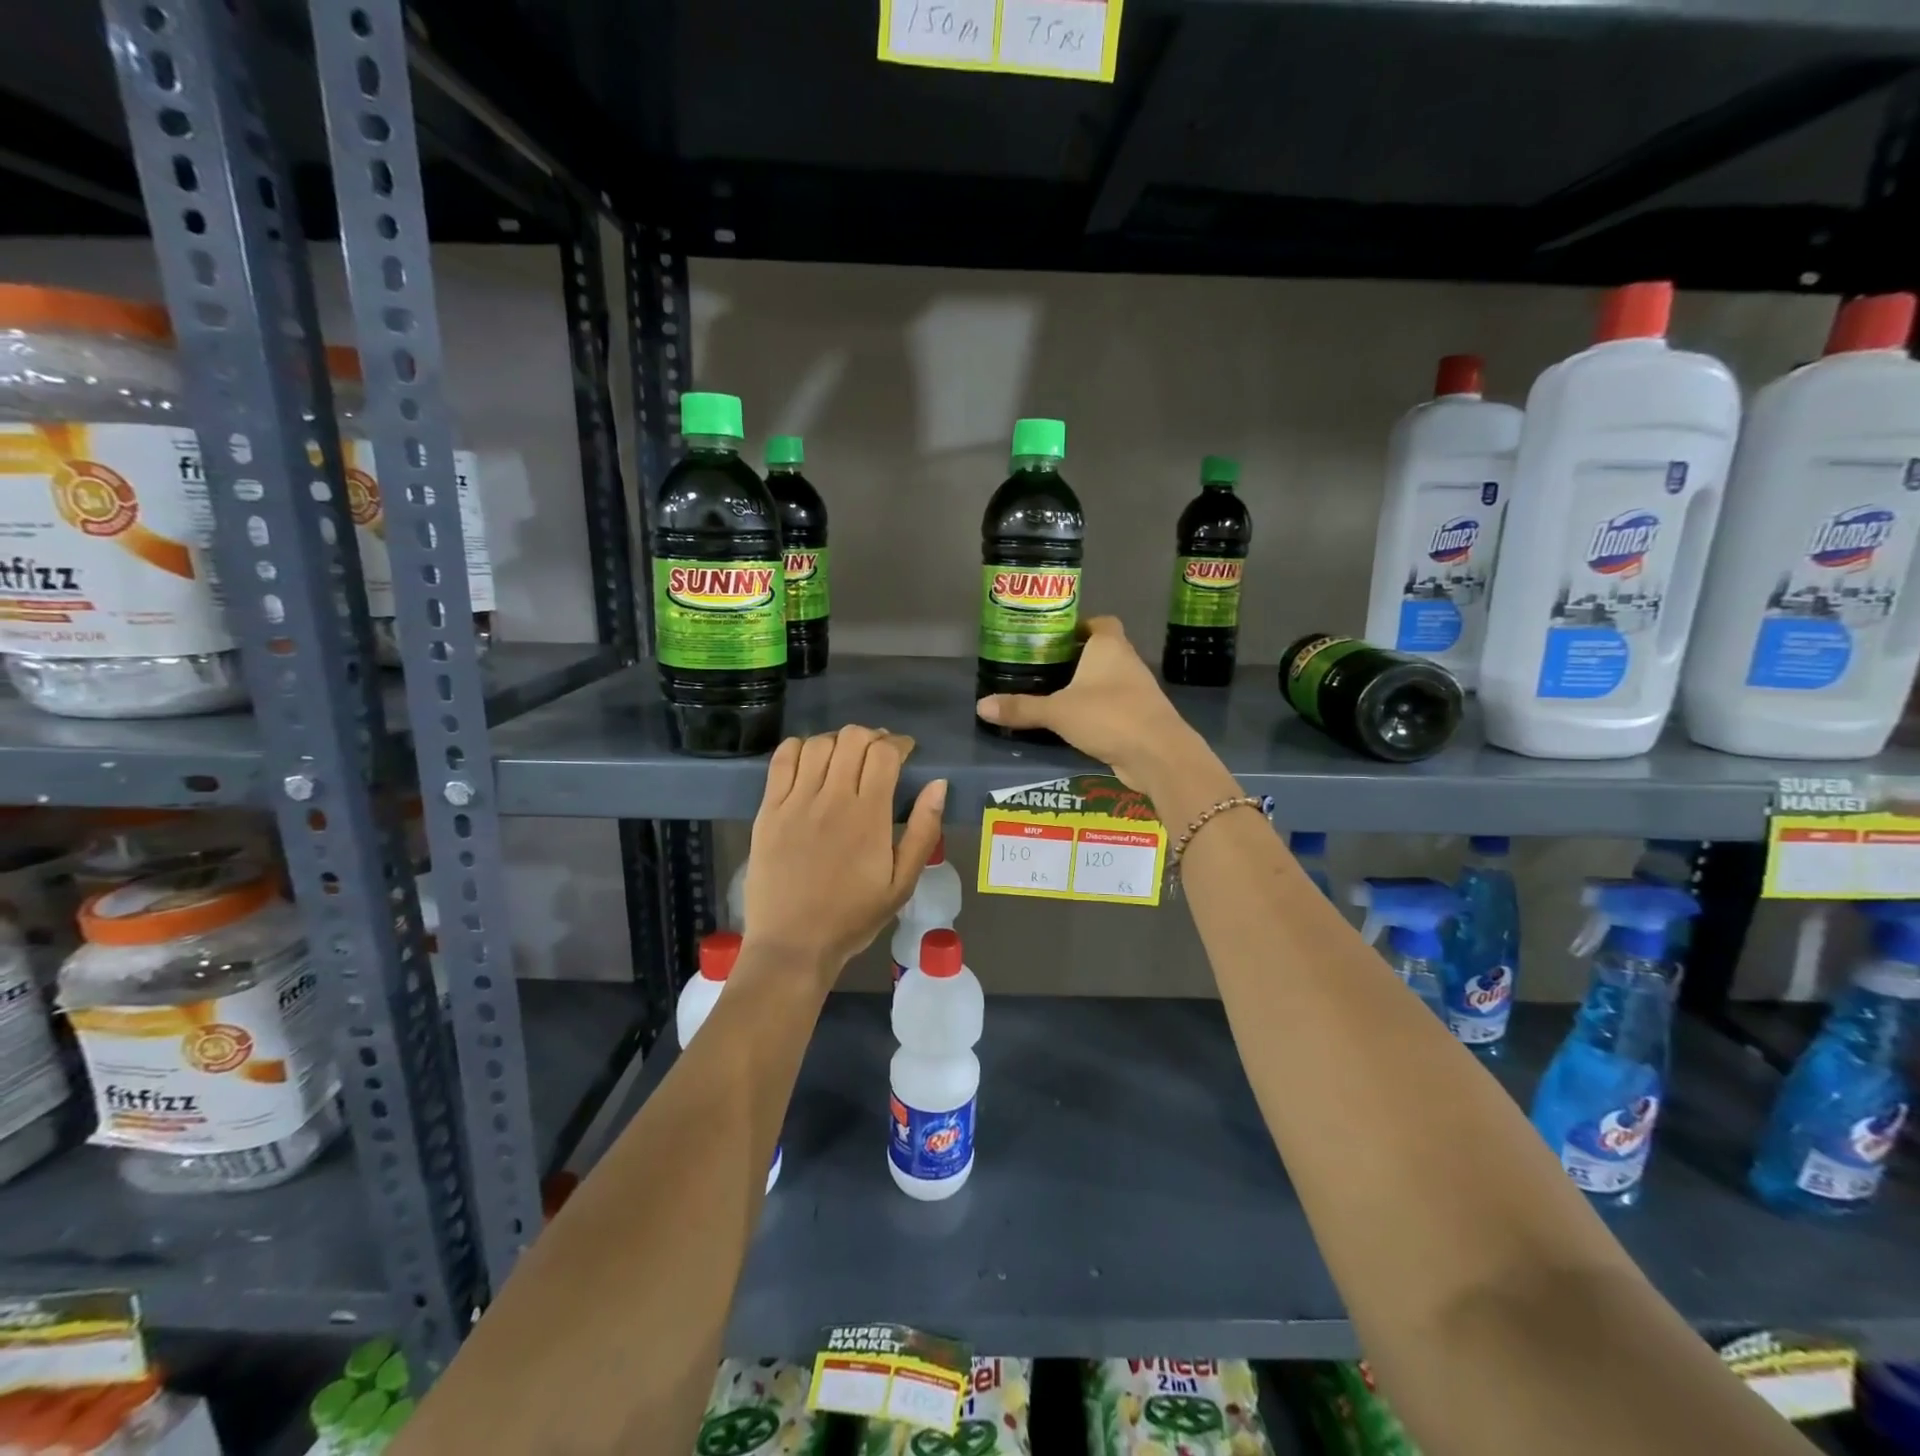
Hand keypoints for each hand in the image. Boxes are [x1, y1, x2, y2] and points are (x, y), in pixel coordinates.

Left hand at [744, 726, 946, 982]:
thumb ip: (923, 831)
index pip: (884, 754)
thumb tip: (938, 785)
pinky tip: (809, 759)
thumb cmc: (852, 917)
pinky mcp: (768, 810)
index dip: (898, 743)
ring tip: (845, 757)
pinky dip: (799, 747)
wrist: (793, 944)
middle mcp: (831, 799)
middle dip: (872, 737)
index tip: (905, 751)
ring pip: (818, 744)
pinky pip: (781, 760)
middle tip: (878, 754)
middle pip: (852, 738)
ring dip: (838, 741)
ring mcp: (795, 802)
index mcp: (868, 816)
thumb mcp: (902, 884)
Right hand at [975, 617, 1200, 788]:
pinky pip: (1113, 705)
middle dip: (1076, 657)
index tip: (1054, 637)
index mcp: (1109, 646)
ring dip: (1087, 685)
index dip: (1079, 626)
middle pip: (1102, 650)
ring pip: (1108, 679)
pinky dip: (1096, 710)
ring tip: (1053, 694)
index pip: (1099, 622)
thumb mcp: (1057, 712)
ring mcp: (1137, 690)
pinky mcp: (1140, 717)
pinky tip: (1073, 722)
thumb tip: (981, 706)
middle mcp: (1126, 662)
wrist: (1158, 754)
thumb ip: (1021, 708)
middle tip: (1043, 666)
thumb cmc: (1108, 716)